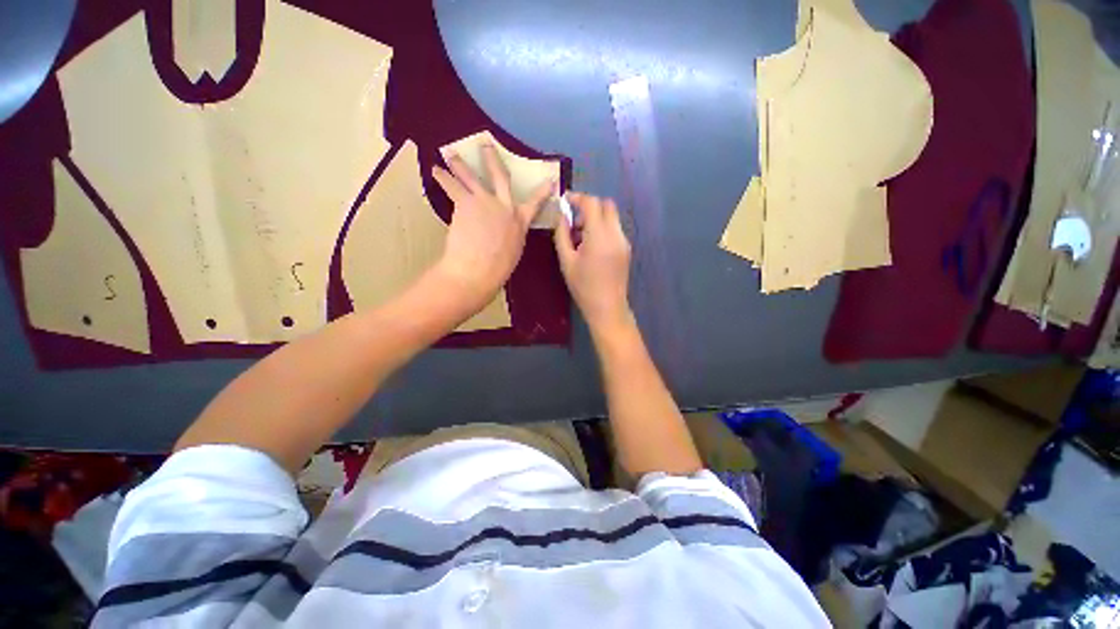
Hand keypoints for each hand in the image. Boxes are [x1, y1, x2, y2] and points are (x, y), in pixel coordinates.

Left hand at [431, 143, 553, 313]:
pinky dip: (442, 178)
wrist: (477, 269)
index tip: (549, 181)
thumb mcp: (513, 251)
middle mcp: (505, 207)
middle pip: (499, 176)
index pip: (535, 203)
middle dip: (492, 159)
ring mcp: (485, 202)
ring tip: (449, 153)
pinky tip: (435, 172)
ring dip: (459, 163)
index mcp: (520, 222)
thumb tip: (505, 232)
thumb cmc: (497, 269)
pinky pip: (451, 186)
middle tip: (485, 144)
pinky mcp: (466, 203)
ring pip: (471, 177)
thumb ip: (511, 236)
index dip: (543, 192)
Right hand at [553, 193, 634, 334]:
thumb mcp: (566, 261)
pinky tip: (591, 247)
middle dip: (589, 206)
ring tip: (580, 238)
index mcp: (599, 236)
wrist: (608, 307)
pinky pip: (614, 229)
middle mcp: (615, 234)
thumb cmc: (583, 287)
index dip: (578, 197)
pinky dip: (602, 229)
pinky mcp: (626, 249)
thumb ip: (562, 235)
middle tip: (574, 221)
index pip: (592, 203)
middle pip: (606, 205)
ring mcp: (624, 241)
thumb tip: (562, 216)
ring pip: (611, 217)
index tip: (566, 200)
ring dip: (596, 218)